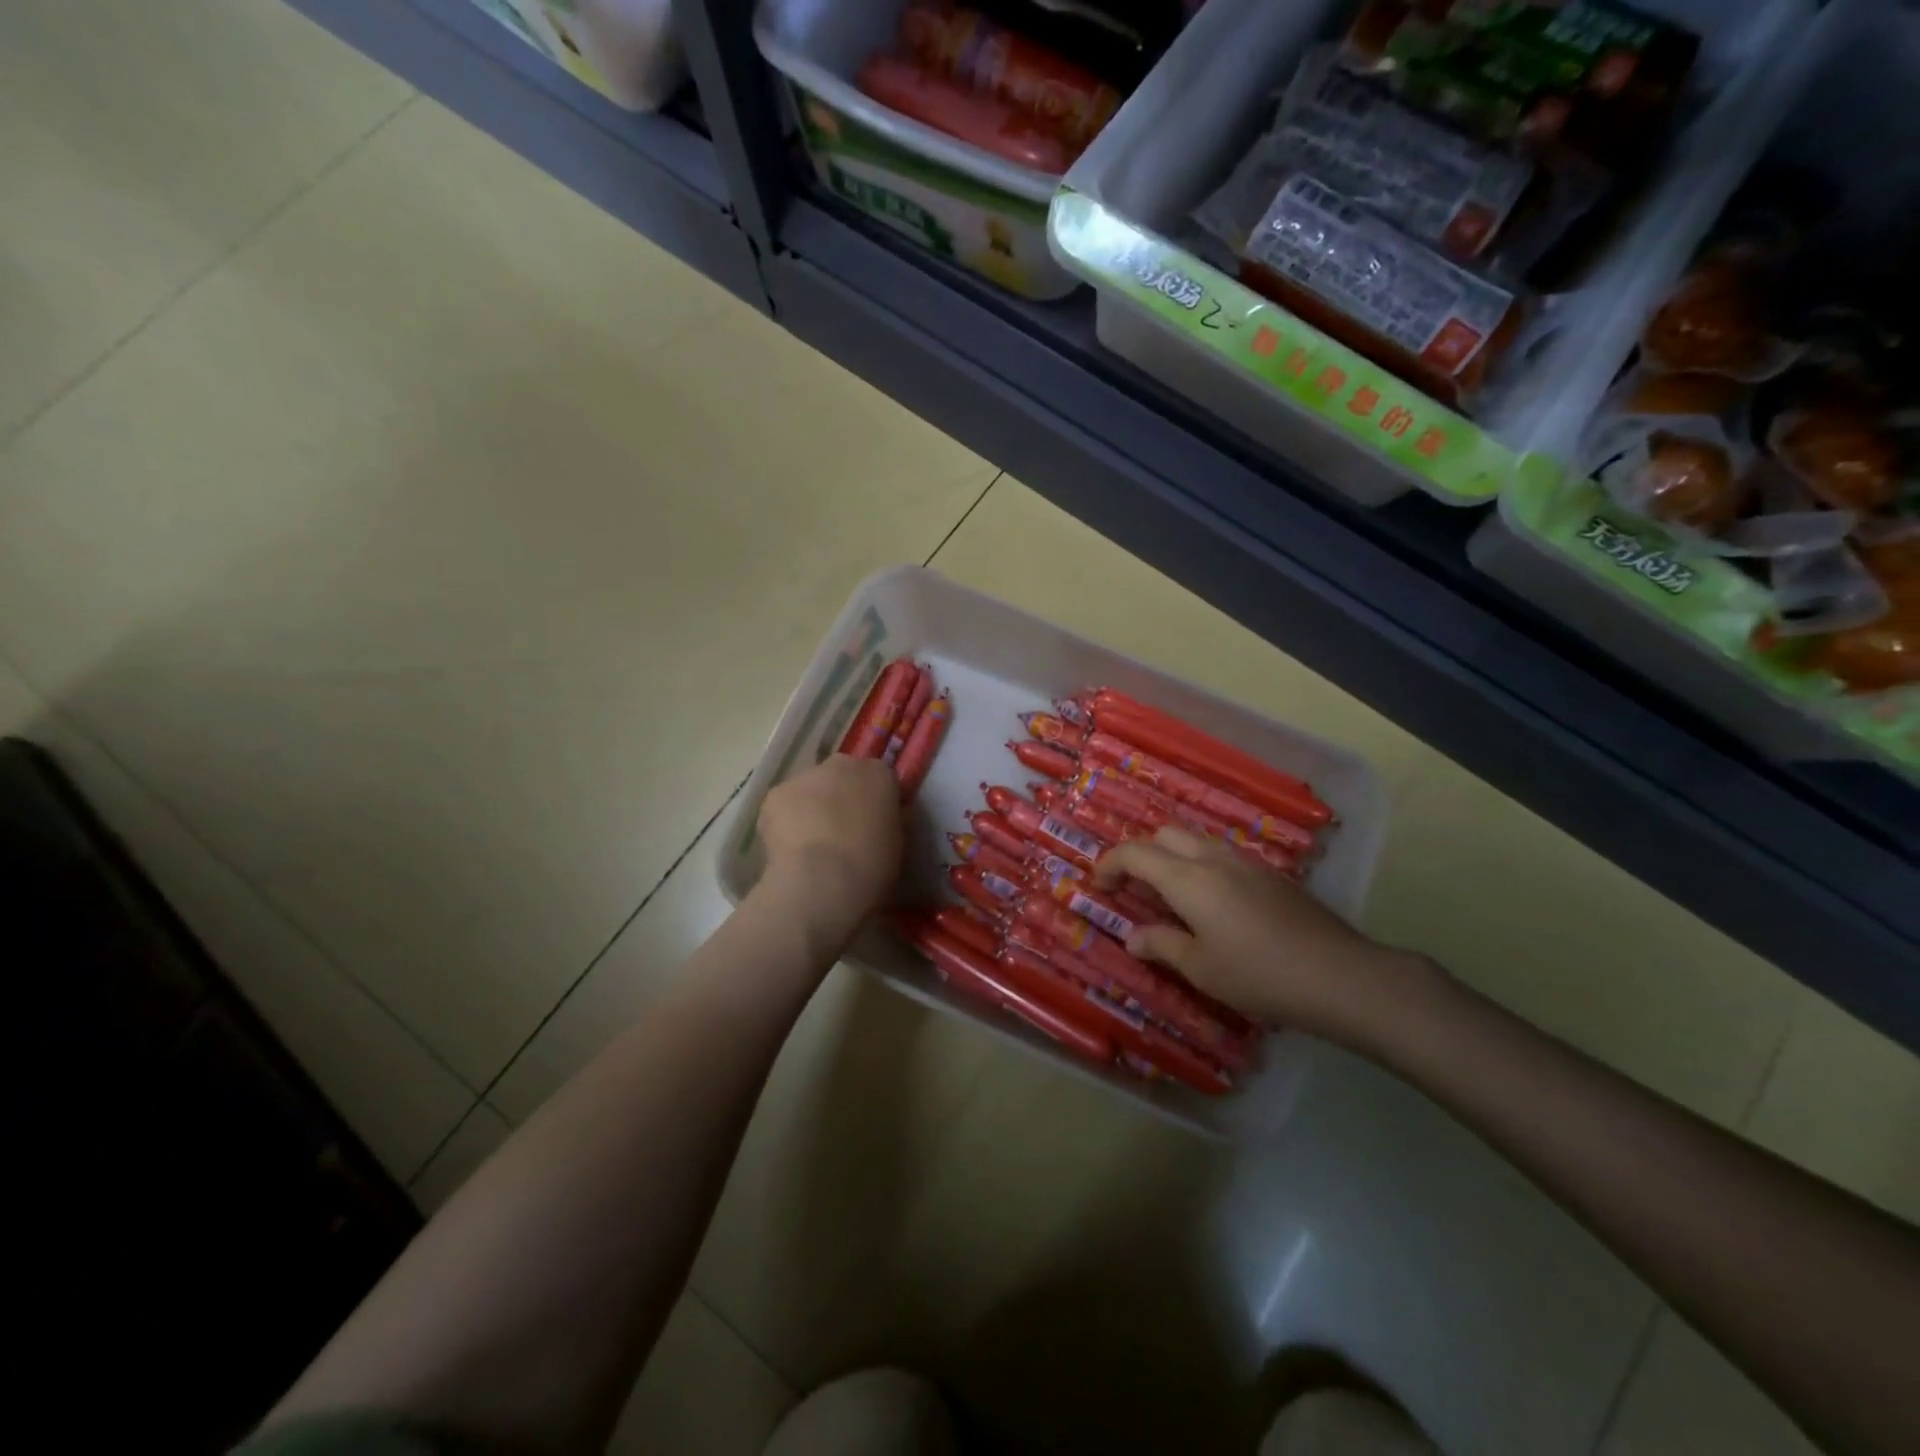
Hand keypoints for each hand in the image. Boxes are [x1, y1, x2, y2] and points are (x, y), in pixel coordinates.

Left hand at [755, 753, 903, 943]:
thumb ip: (888, 820)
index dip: (875, 800)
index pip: (880, 778)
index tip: (874, 823)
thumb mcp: (897, 842)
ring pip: (811, 787)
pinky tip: (791, 846)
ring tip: (812, 843)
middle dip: (842, 795)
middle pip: (843, 774)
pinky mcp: (776, 794)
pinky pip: (785, 803)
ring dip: (813, 806)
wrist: (823, 881)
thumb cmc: (872, 866)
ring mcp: (806, 776)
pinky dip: (787, 819)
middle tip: (842, 831)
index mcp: (880, 775)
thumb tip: (878, 818)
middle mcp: (844, 764)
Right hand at [1094, 828, 1425, 1040]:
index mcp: (1188, 879)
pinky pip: (1223, 856)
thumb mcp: (1201, 968)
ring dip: (1173, 857)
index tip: (1099, 886)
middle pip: (1165, 834)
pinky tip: (1212, 905)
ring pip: (1197, 841)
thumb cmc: (1260, 975)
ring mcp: (1247, 864)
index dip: (1110, 864)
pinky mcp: (1272, 876)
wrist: (1341, 975)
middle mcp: (1214, 860)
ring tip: (1169, 896)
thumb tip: (1132, 937)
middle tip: (1134, 889)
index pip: (1135, 853)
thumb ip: (1162, 945)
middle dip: (1141, 854)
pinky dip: (1201, 866)